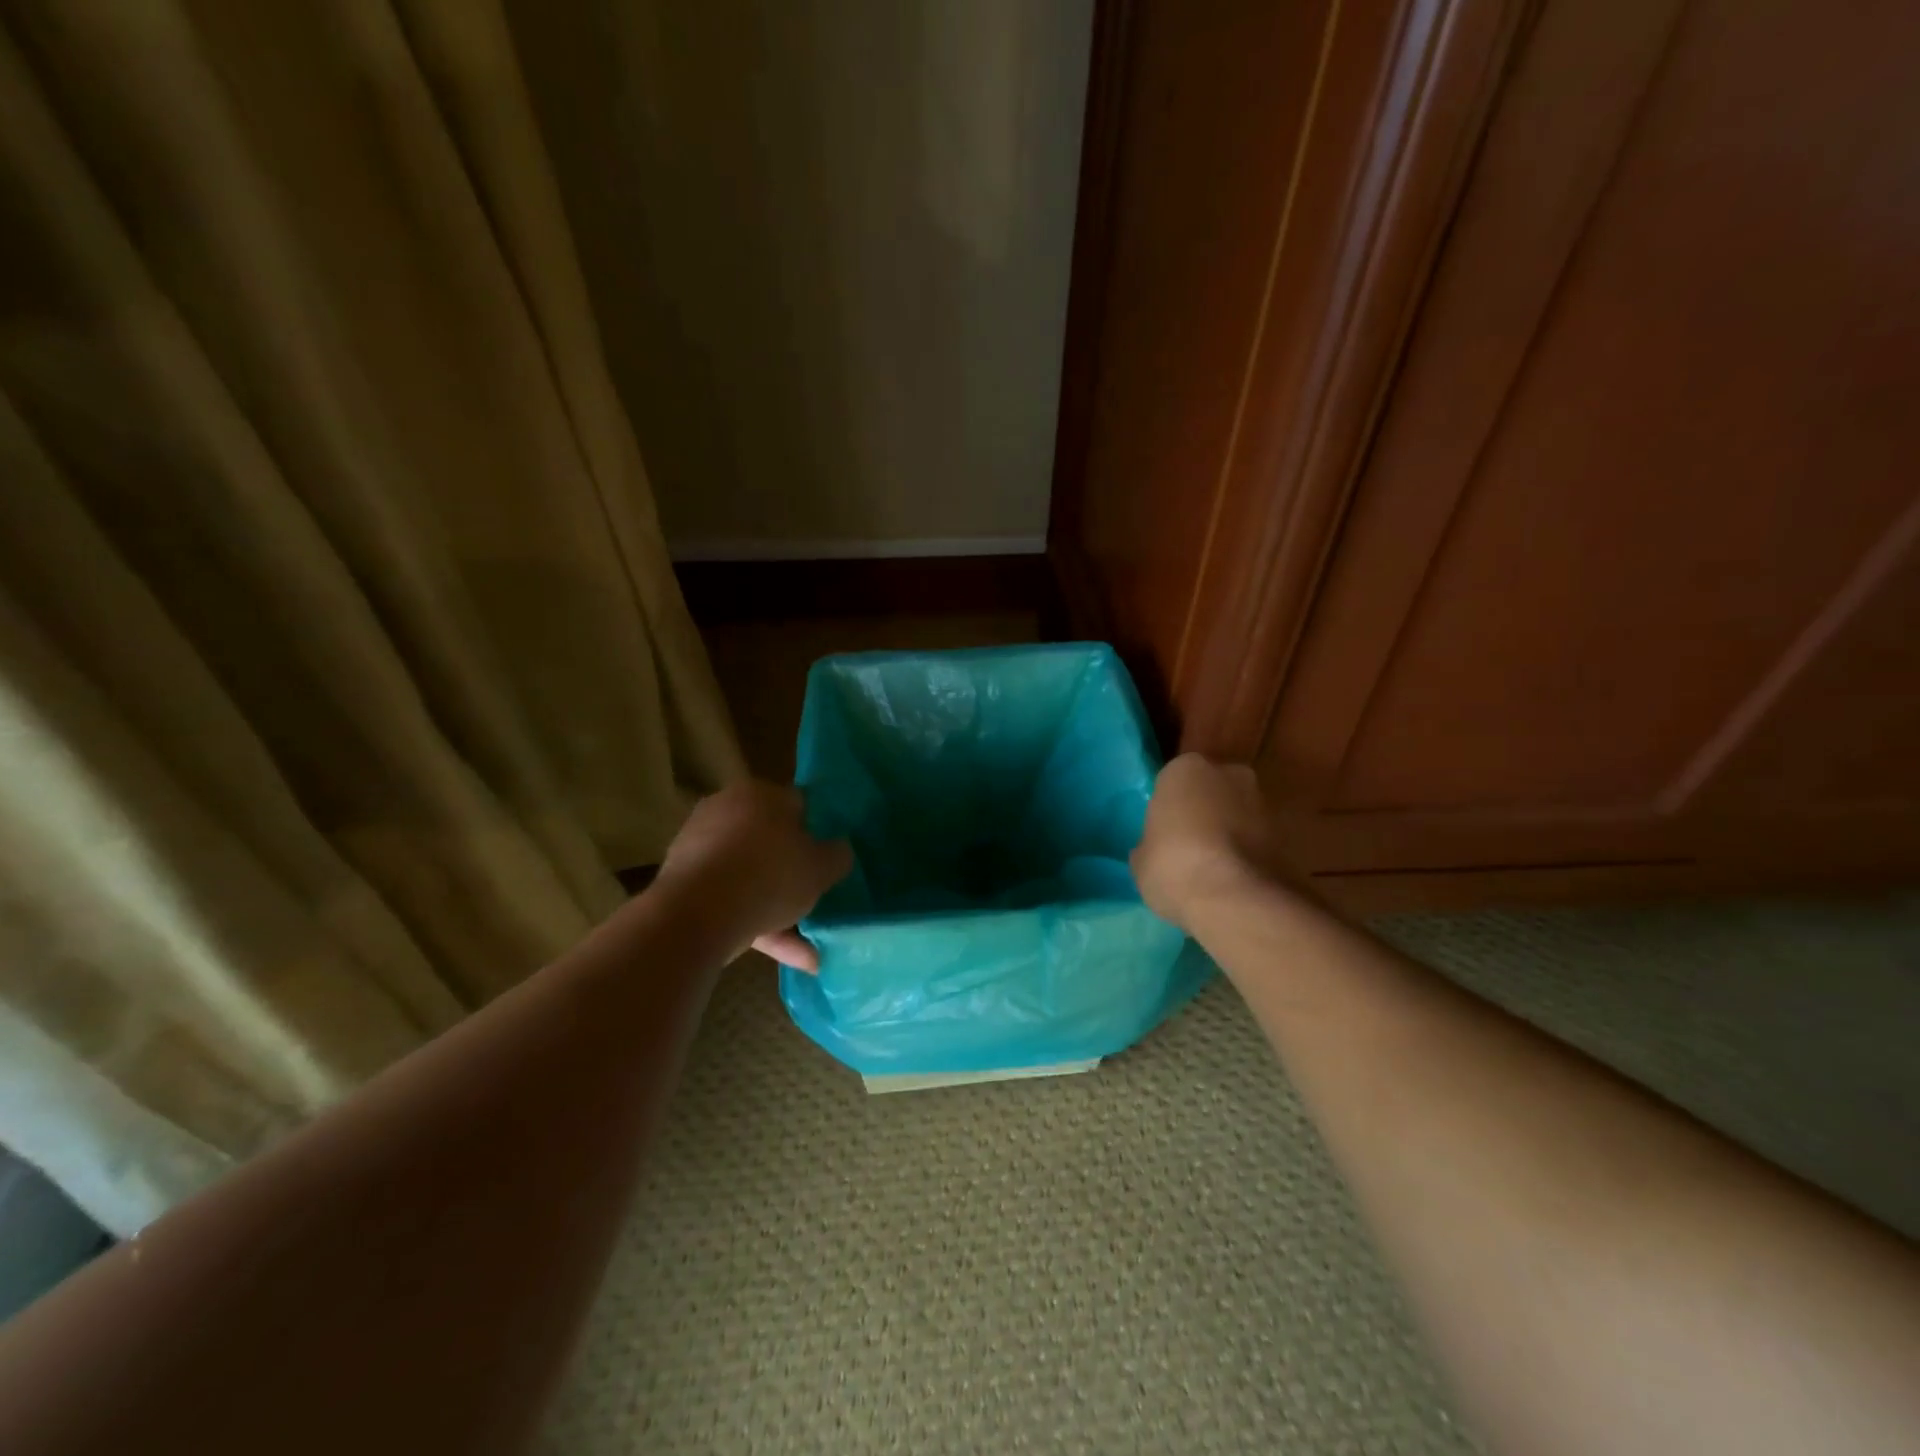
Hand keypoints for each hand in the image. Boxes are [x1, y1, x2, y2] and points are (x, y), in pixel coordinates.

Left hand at [656, 781, 851, 970]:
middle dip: (792, 873)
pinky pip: (729, 902)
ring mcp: (699, 848)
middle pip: (769, 842)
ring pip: (749, 877)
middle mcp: (725, 811)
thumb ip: (837, 855)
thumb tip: (839, 850)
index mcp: (760, 794)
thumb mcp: (821, 867)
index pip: (797, 805)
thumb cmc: (769, 875)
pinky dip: (756, 927)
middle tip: (814, 897)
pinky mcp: (683, 885)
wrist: (695, 915)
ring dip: (777, 910)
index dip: (817, 832)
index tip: (827, 859)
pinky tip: (789, 958)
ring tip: (810, 950)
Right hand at [1130, 754, 1274, 929]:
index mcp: (1186, 768)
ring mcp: (1262, 802)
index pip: (1173, 780)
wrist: (1236, 899)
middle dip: (1204, 811)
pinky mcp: (1287, 834)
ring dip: (1229, 832)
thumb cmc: (1173, 865)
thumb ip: (1151, 844)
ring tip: (1213, 868)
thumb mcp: (1141, 858)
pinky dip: (1248, 854)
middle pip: (1211, 790)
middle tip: (1187, 845)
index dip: (1169, 807)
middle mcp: (1229, 773)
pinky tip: (1233, 880)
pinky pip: (1256, 840)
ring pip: (1237, 813)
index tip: (1163, 832)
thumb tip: (1155, 849)